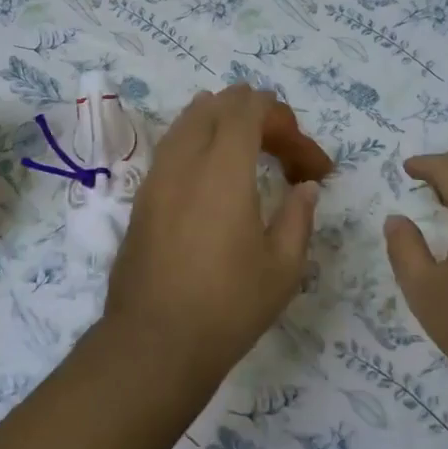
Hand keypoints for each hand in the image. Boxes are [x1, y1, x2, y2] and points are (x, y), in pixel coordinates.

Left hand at [100, 87, 319, 390]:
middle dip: (256, 115)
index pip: (249, 107)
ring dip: (224, 125)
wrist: (154, 343)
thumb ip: (299, 216)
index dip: (283, 120)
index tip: (306, 162)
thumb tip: (305, 187)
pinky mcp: (142, 198)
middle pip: (217, 105)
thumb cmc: (227, 307)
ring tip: (252, 157)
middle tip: (283, 154)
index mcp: (223, 169)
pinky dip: (199, 145)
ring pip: (188, 121)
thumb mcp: (282, 267)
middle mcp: (184, 161)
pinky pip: (172, 148)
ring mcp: (156, 177)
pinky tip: (216, 181)